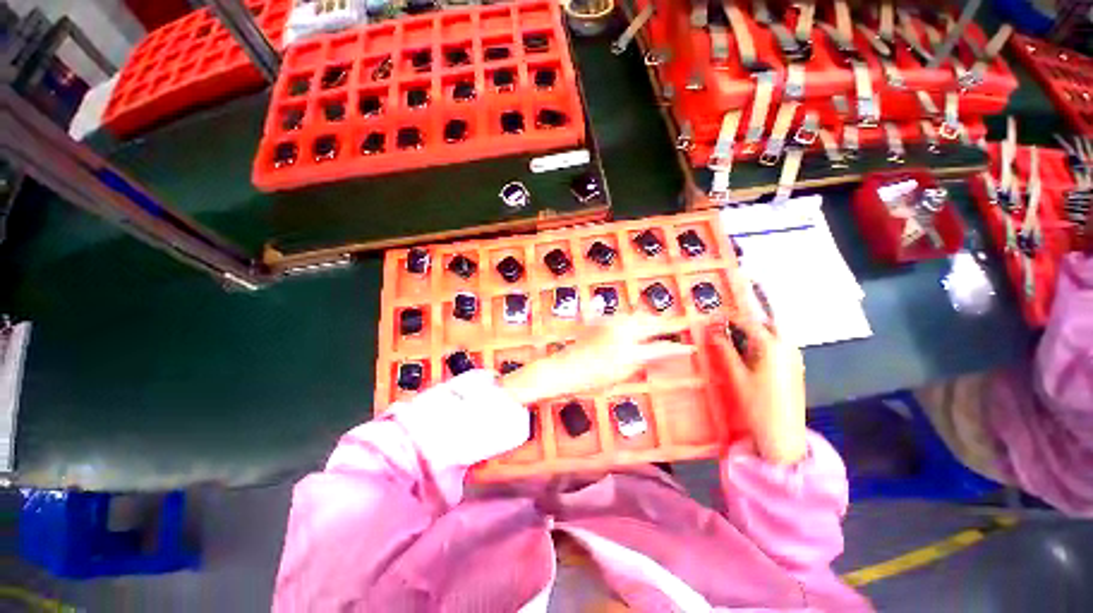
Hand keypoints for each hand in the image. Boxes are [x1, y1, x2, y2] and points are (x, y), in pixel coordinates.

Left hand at [501, 315, 695, 404]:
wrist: (564, 369)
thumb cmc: (591, 378)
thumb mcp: (621, 374)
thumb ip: (641, 362)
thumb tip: (657, 355)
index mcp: (629, 346)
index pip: (659, 347)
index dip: (676, 348)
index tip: (690, 348)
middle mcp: (621, 329)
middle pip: (648, 323)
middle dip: (663, 325)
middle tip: (676, 326)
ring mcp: (608, 323)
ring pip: (634, 316)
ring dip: (647, 319)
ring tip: (655, 323)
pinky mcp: (597, 322)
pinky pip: (618, 316)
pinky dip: (628, 318)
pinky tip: (629, 319)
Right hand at [707, 318, 806, 464]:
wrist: (782, 432)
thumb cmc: (756, 404)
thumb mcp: (736, 375)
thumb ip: (725, 350)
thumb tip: (713, 331)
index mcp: (771, 346)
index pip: (749, 322)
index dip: (731, 318)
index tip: (716, 318)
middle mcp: (787, 347)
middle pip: (768, 324)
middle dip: (748, 322)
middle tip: (728, 328)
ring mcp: (794, 357)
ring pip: (776, 334)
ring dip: (758, 332)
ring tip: (737, 342)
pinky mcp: (797, 367)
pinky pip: (781, 345)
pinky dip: (766, 343)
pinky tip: (753, 356)